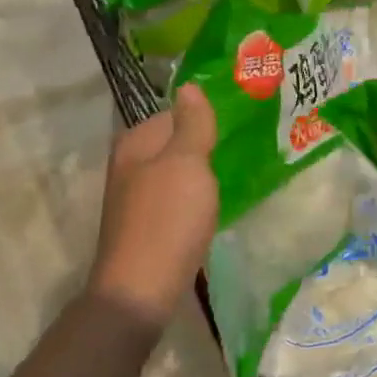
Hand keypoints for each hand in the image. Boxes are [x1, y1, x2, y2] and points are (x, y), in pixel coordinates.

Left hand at [87, 85, 218, 325]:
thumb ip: (192, 123)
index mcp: (136, 143)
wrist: (141, 290)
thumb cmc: (167, 219)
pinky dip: (196, 197)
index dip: (205, 115)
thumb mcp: (187, 162)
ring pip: (178, 171)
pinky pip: (177, 197)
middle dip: (205, 143)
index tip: (239, 120)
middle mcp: (131, 165)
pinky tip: (214, 204)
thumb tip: (190, 86)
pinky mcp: (148, 224)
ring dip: (202, 171)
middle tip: (245, 144)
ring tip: (237, 170)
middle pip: (175, 142)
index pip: (175, 112)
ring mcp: (137, 197)